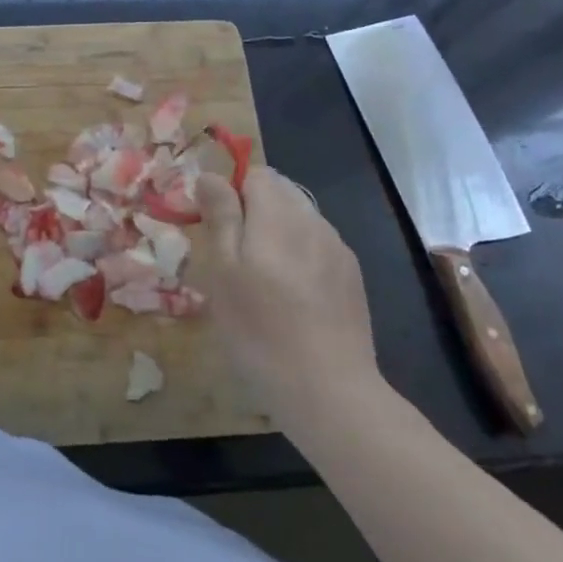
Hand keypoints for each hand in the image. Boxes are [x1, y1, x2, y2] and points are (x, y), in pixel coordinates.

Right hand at [191, 167, 377, 426]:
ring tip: (262, 277)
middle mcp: (313, 220)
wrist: (327, 388)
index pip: (255, 174)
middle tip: (233, 254)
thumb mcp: (223, 271)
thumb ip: (221, 215)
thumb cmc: (259, 328)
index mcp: (278, 214)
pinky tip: (292, 294)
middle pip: (280, 192)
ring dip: (276, 231)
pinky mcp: (352, 276)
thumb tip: (210, 175)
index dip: (230, 191)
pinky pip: (318, 246)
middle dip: (253, 209)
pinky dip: (299, 254)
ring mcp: (337, 248)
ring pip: (300, 219)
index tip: (215, 226)